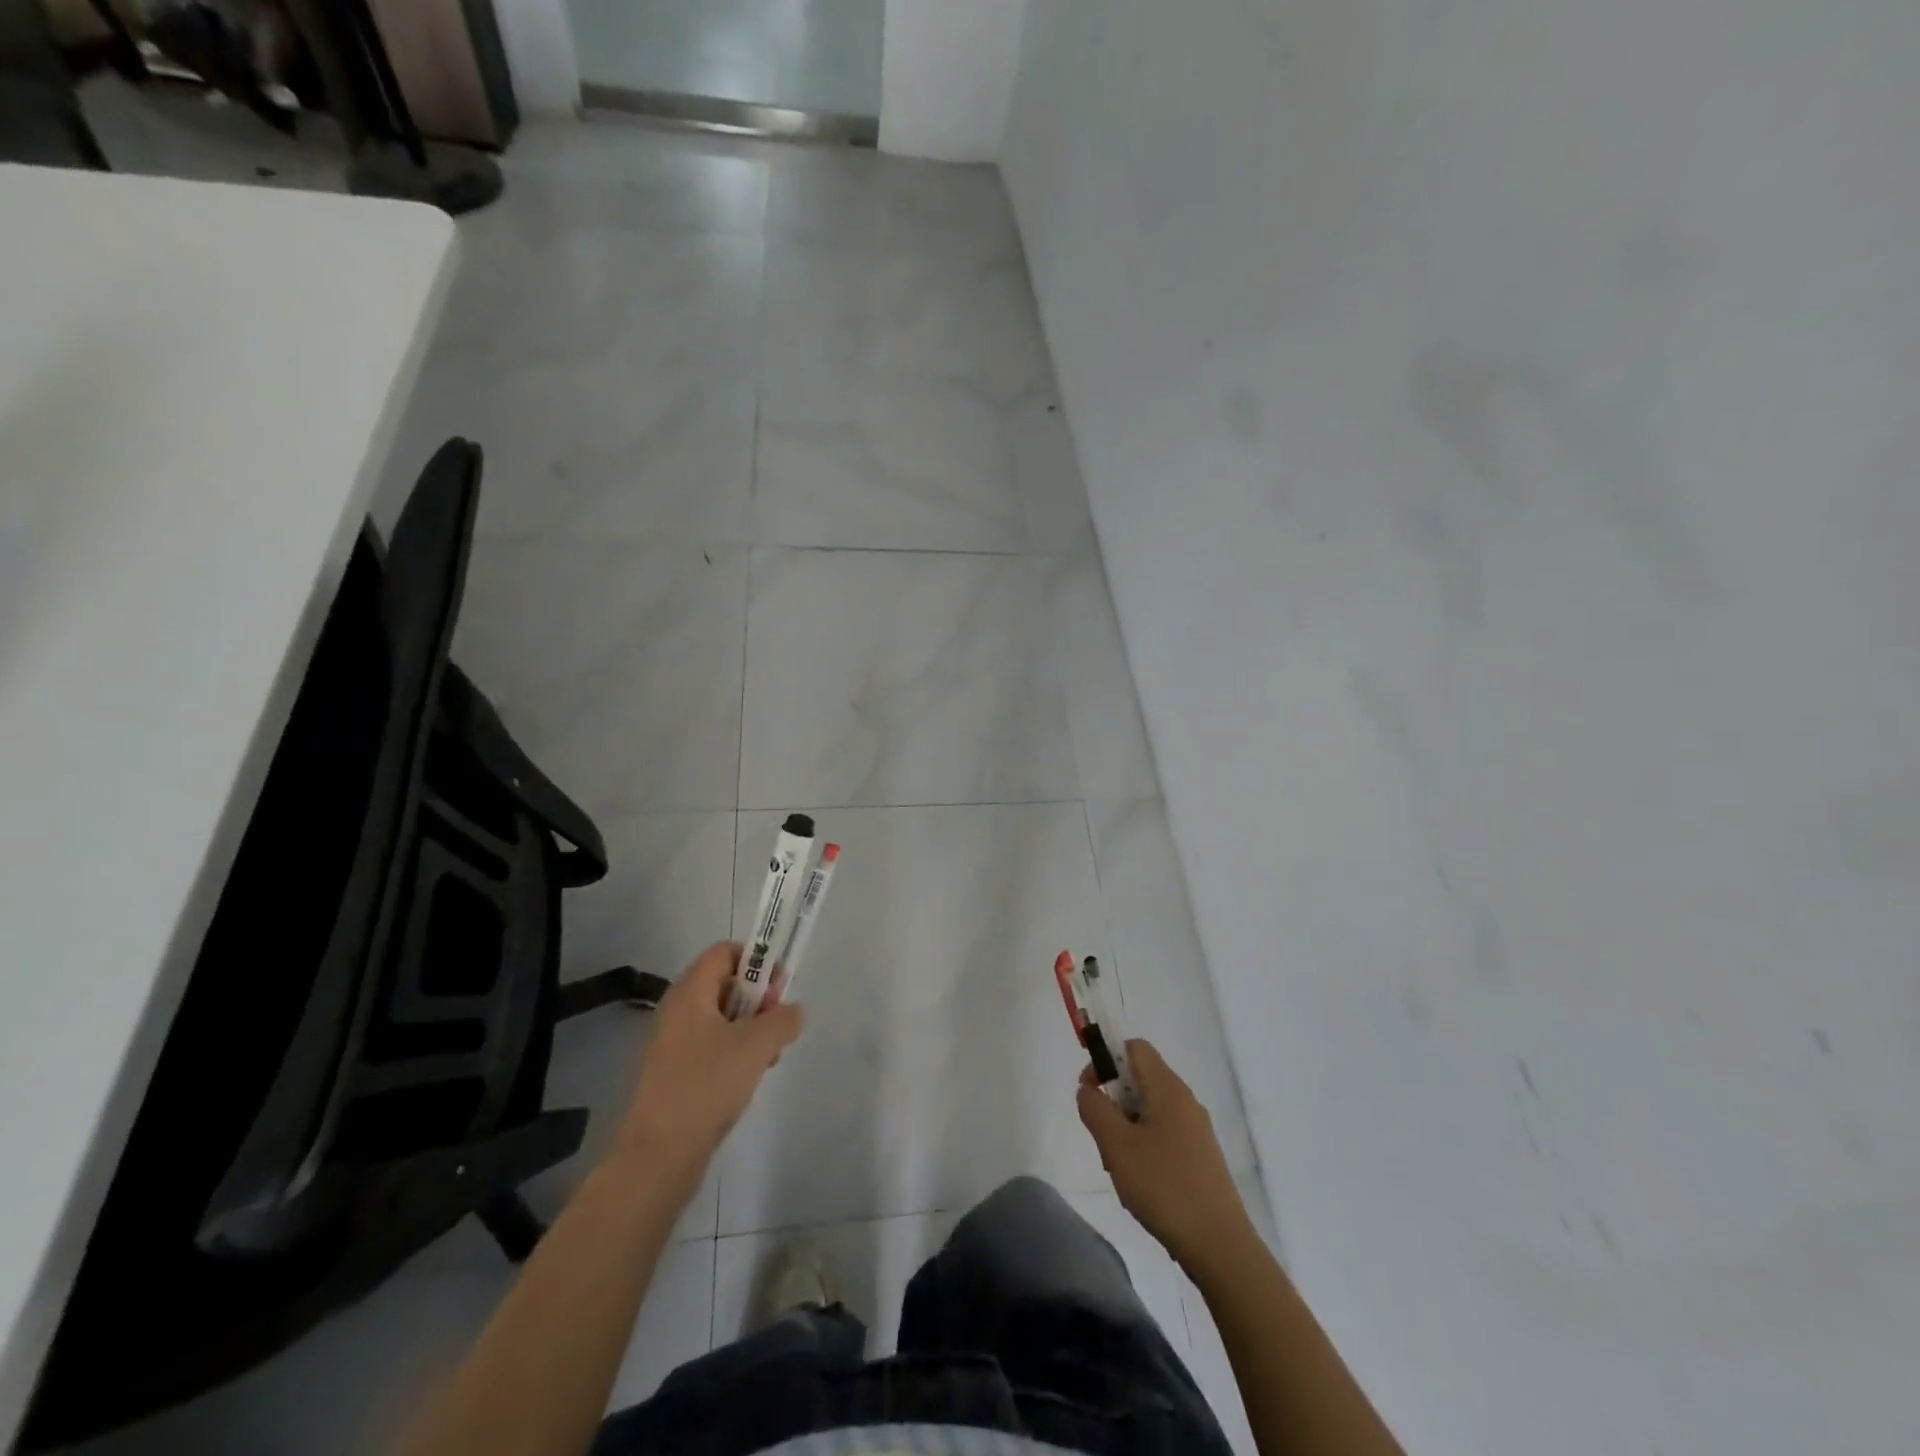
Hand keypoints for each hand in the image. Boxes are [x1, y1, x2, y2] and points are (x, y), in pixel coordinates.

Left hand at [615, 942, 803, 1181]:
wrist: (657, 1157)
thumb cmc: (706, 1086)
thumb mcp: (756, 1046)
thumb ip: (783, 1019)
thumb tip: (795, 1010)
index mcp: (690, 993)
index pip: (724, 952)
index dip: (756, 960)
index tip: (780, 986)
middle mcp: (678, 1011)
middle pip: (726, 984)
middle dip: (759, 998)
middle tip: (779, 1023)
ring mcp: (675, 1044)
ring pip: (723, 1019)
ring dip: (752, 1029)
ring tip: (770, 1056)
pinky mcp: (677, 1075)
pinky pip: (713, 1047)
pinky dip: (737, 1053)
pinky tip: (752, 1077)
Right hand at [1077, 1039, 1253, 1266]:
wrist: (1220, 1246)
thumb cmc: (1164, 1187)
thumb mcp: (1116, 1145)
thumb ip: (1095, 1108)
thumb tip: (1088, 1089)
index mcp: (1167, 1088)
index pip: (1133, 1047)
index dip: (1106, 1059)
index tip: (1090, 1091)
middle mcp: (1185, 1100)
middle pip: (1139, 1079)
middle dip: (1114, 1101)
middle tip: (1104, 1138)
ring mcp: (1196, 1129)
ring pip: (1149, 1110)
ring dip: (1126, 1129)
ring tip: (1121, 1168)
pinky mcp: (1201, 1156)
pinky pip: (1163, 1134)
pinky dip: (1144, 1147)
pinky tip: (1140, 1184)